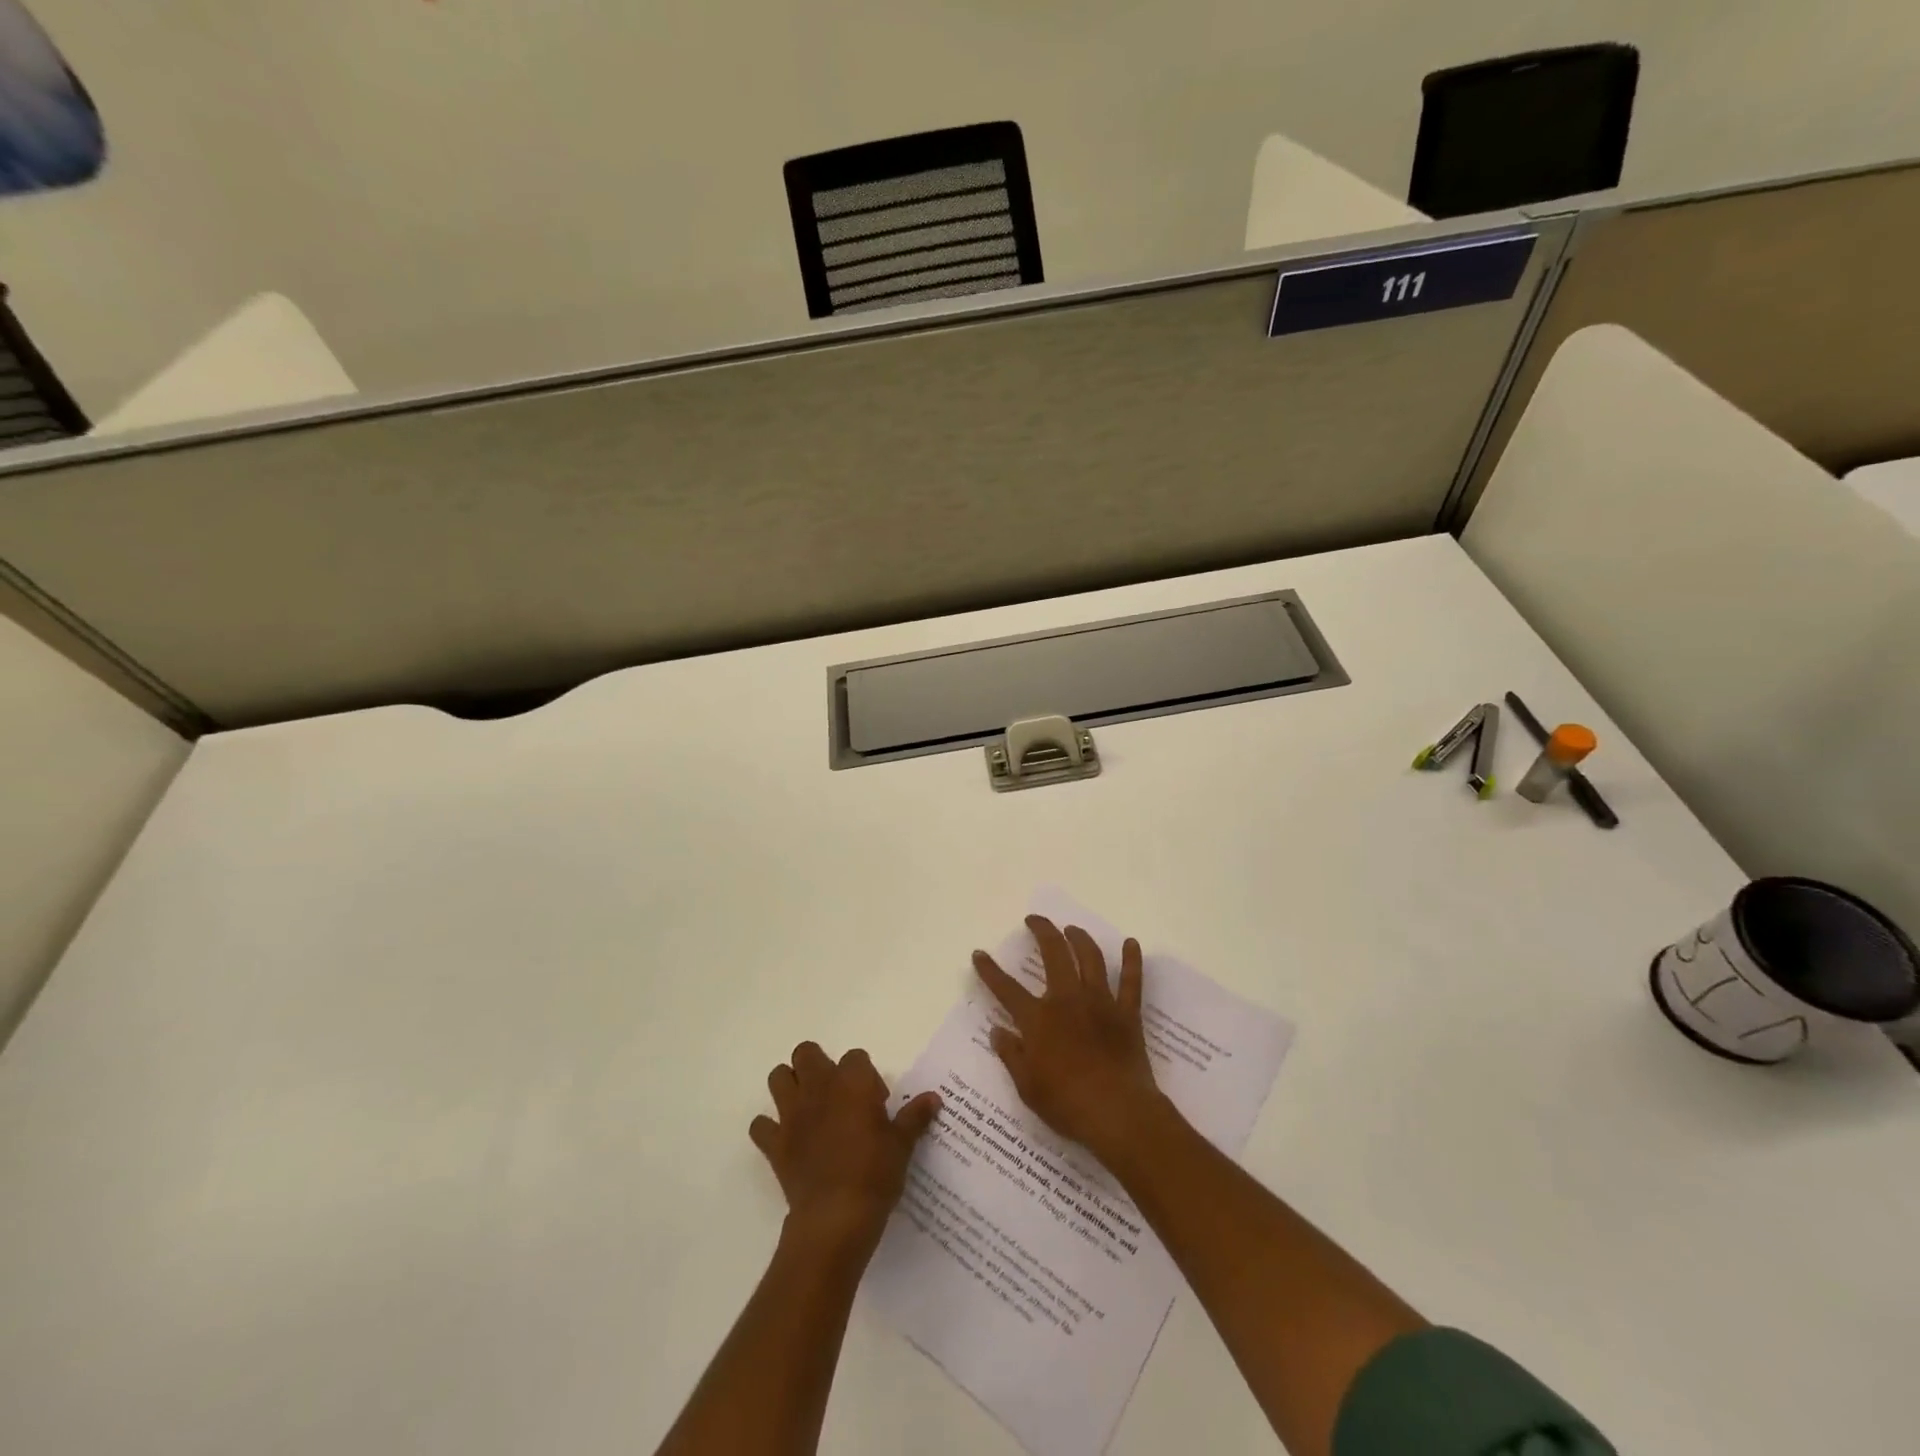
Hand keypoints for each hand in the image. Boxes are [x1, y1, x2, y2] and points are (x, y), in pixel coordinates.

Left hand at [750, 1041, 941, 1259]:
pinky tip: (785, 1140)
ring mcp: (792, 1115)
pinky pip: (760, 1126)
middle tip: (836, 1094)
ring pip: (778, 1078)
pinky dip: (769, 1129)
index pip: (855, 1057)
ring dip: (789, 1086)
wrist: (836, 1218)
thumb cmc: (875, 1174)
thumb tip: (933, 1097)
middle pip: (806, 1053)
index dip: (865, 1076)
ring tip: (808, 1107)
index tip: (875, 1102)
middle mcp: (818, 1088)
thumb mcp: (902, 1144)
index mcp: (851, 1083)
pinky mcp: (775, 1144)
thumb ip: (914, 1117)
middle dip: (817, 1065)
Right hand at [972, 916, 1164, 1165]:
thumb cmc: (1067, 1103)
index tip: (979, 953)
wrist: (1117, 1112)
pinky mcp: (1127, 1013)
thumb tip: (997, 1031)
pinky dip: (1132, 960)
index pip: (1006, 989)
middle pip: (1054, 954)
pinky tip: (1131, 943)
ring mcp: (1100, 1002)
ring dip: (1079, 938)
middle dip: (1042, 931)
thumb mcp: (1027, 1086)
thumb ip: (1011, 1055)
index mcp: (1038, 1019)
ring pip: (1090, 958)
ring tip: (1072, 929)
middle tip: (1034, 920)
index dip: (990, 970)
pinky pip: (1131, 981)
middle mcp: (1067, 1000)